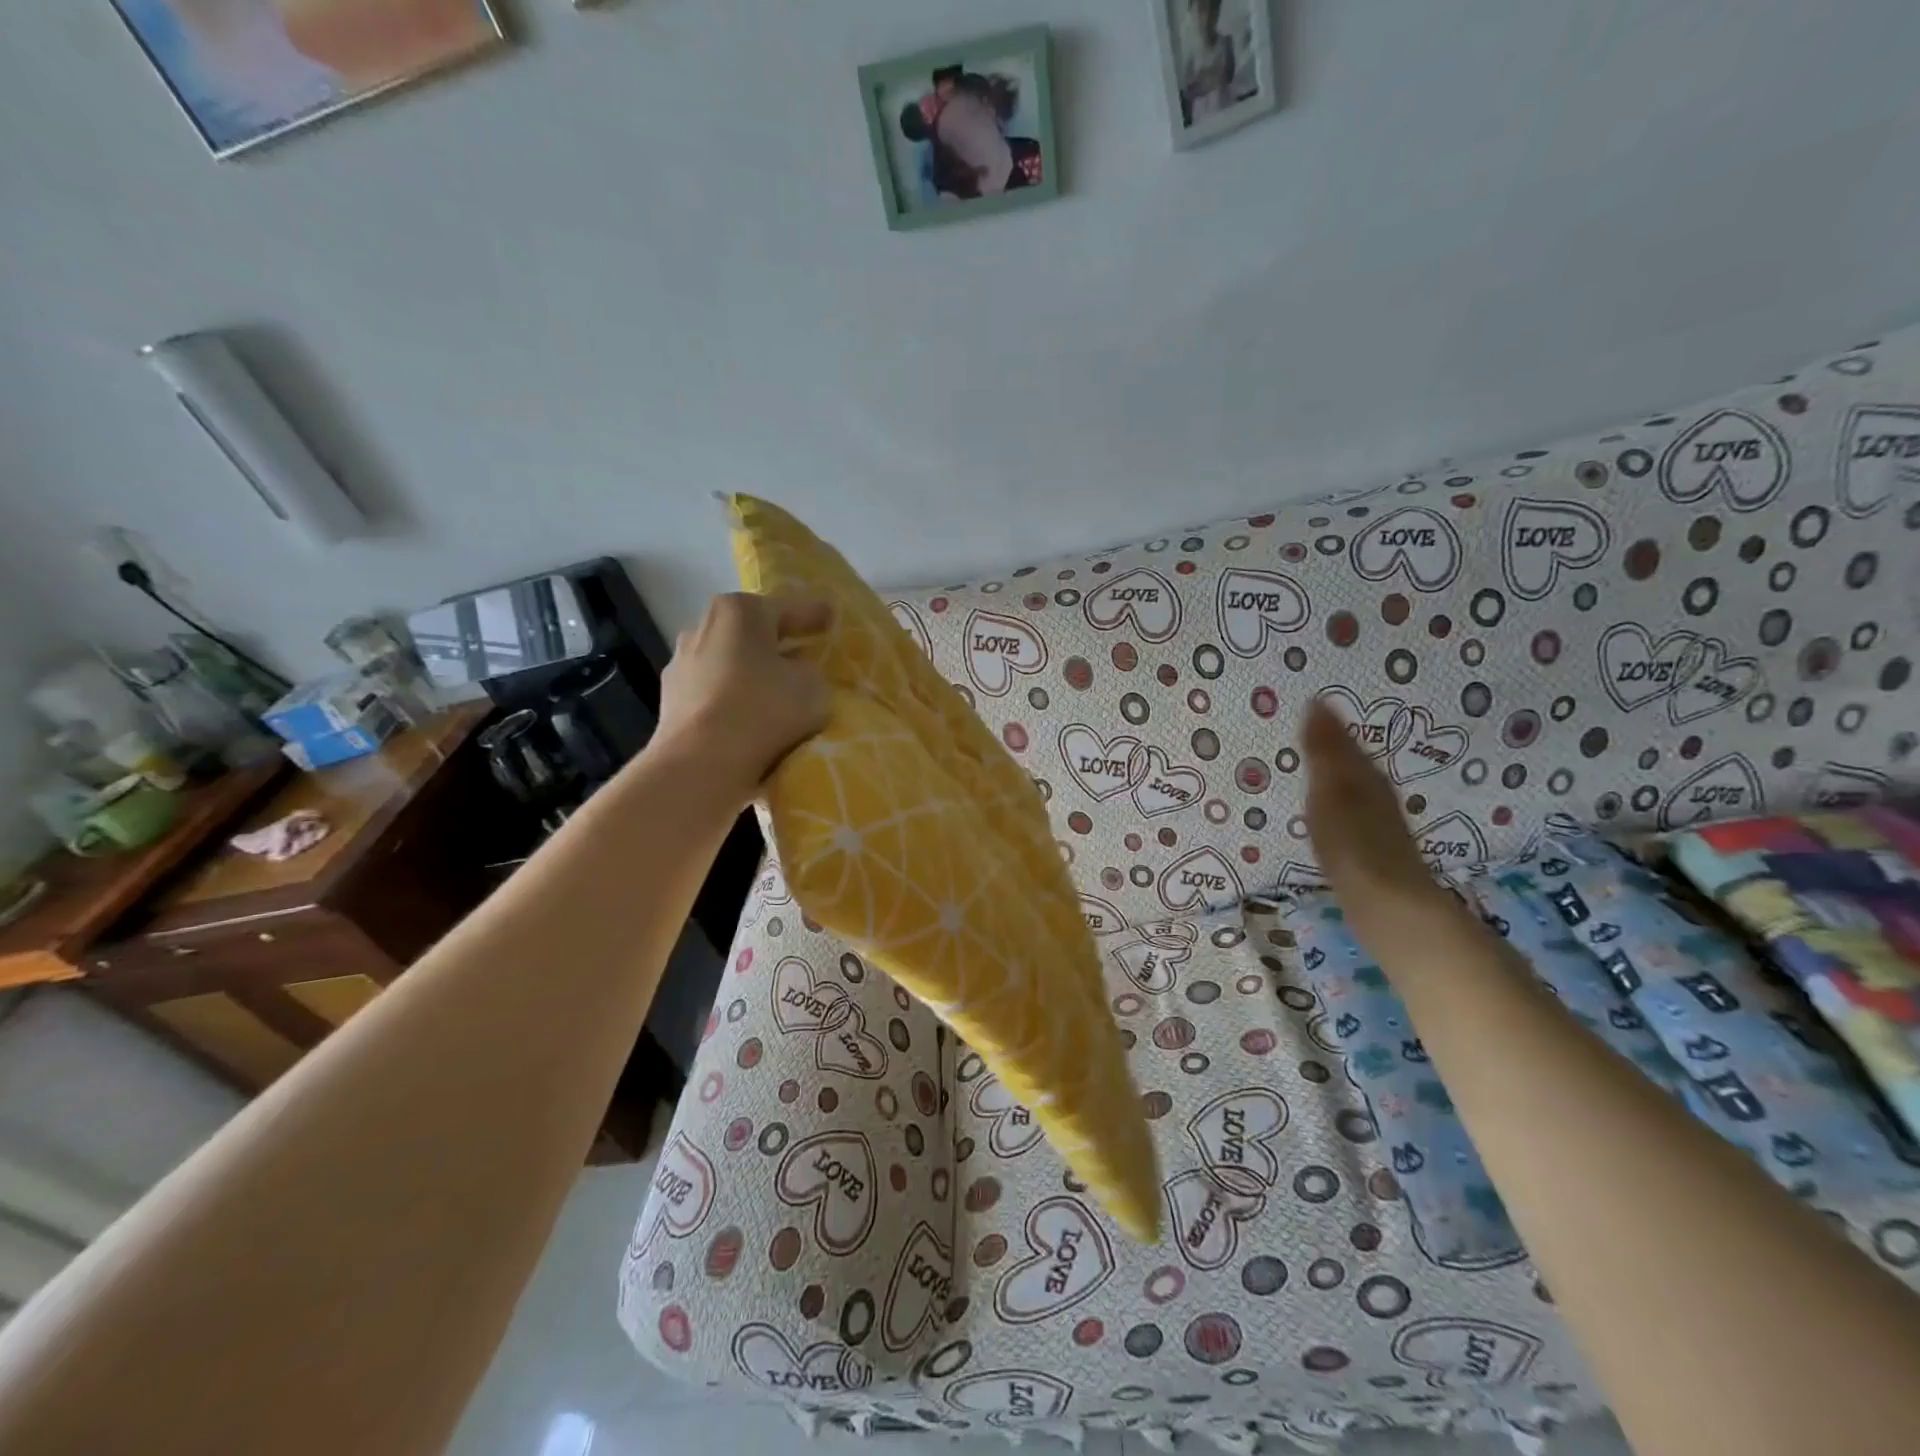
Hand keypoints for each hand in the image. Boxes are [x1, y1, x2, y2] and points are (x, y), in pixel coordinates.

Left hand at [654, 594, 831, 805]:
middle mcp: (702, 627)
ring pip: (730, 664)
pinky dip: (734, 701)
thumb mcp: (813, 687)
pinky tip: (750, 720)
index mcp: (739, 611)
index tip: (832, 616)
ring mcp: (682, 665)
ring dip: (752, 675)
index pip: (787, 608)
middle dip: (778, 644)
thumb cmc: (763, 710)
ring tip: (778, 695)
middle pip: (752, 634)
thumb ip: (810, 671)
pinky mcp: (671, 702)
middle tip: (806, 657)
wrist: (700, 765)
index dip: (815, 614)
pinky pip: (715, 695)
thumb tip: (795, 672)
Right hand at [1302, 698, 1448, 929]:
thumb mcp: (1331, 791)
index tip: (1305, 705)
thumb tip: (1316, 701)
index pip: (1345, 740)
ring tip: (1309, 768)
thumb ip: (1324, 751)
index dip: (1327, 724)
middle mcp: (1377, 794)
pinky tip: (1326, 815)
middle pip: (1353, 762)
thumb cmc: (1354, 845)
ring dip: (1334, 775)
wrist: (1389, 907)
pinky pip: (1350, 813)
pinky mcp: (1372, 851)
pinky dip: (1336, 805)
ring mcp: (1377, 824)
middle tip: (1303, 730)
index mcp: (1366, 776)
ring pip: (1354, 787)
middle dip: (1332, 746)